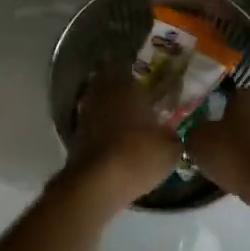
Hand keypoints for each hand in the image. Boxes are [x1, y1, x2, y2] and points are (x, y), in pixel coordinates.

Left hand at [63, 72, 181, 209]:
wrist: (97, 183)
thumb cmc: (138, 156)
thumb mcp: (171, 149)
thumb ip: (173, 136)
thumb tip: (172, 133)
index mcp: (127, 88)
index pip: (126, 67)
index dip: (133, 70)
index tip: (143, 75)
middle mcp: (103, 95)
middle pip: (106, 81)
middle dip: (116, 84)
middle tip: (132, 91)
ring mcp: (85, 114)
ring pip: (97, 101)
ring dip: (107, 105)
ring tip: (123, 114)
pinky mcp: (76, 136)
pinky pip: (91, 122)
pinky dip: (100, 125)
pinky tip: (112, 135)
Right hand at [185, 89, 249, 219]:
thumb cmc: (235, 154)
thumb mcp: (199, 142)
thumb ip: (195, 133)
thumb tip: (197, 134)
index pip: (229, 97)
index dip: (215, 113)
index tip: (206, 130)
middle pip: (248, 117)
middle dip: (235, 131)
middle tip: (217, 150)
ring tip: (231, 169)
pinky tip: (249, 180)